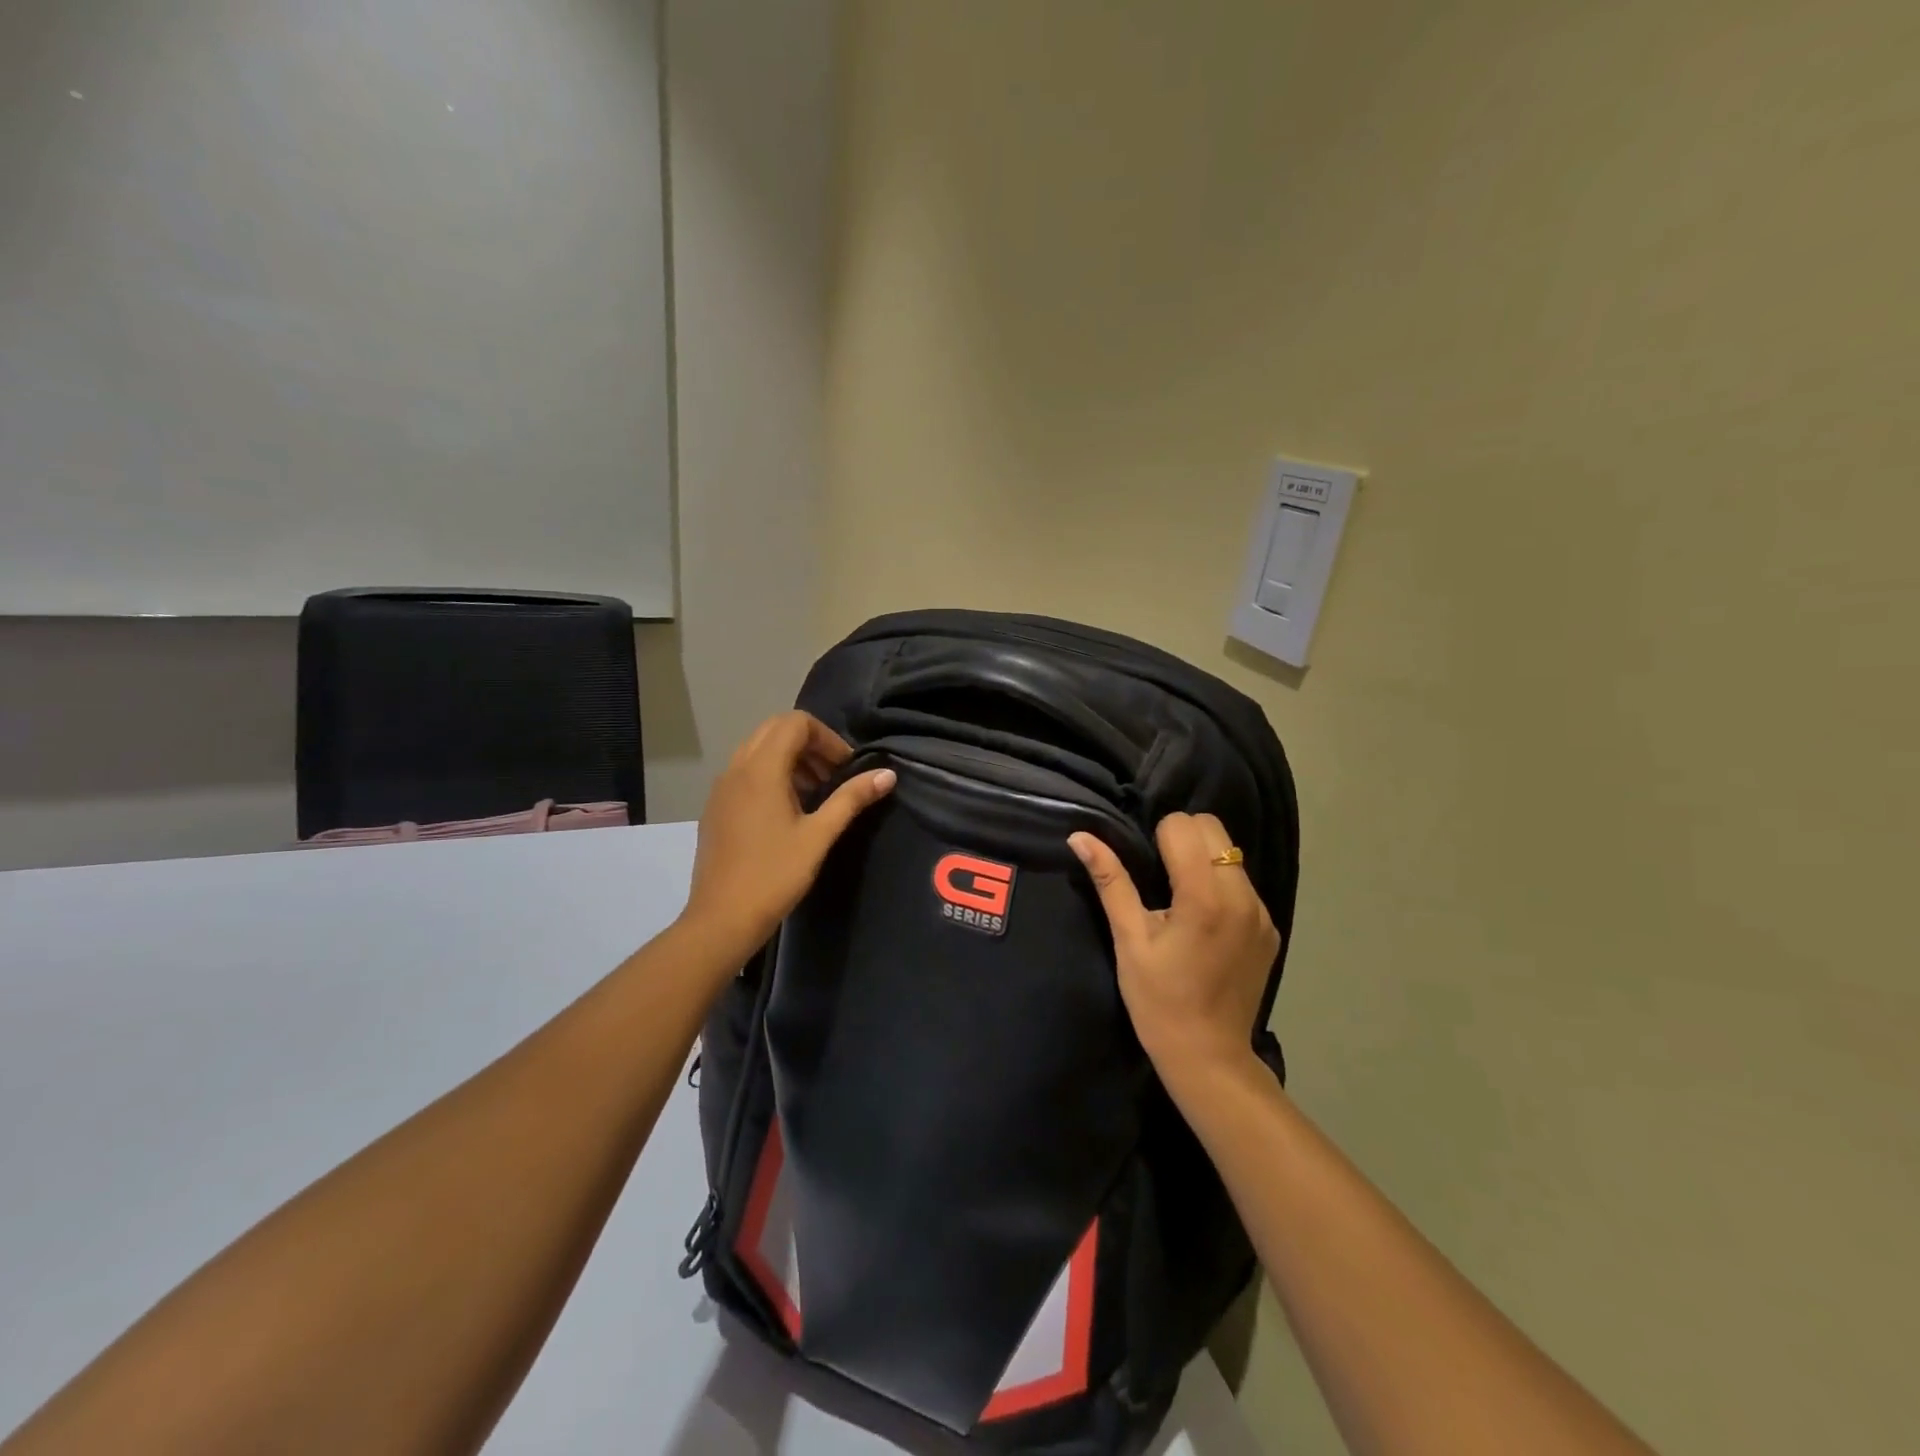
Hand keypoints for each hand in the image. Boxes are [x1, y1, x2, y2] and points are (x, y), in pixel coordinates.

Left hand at [680, 712, 895, 959]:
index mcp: (761, 770)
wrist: (721, 919)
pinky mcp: (715, 807)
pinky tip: (787, 810)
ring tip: (815, 793)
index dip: (827, 738)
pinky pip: (744, 771)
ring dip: (790, 758)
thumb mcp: (819, 835)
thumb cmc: (774, 876)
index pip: (795, 723)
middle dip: (809, 744)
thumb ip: (852, 798)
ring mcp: (721, 787)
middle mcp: (736, 769)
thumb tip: (887, 774)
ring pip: (757, 749)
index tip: (845, 768)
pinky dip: (770, 774)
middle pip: (775, 729)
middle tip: (833, 775)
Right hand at [1069, 813, 1278, 1079]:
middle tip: (1161, 877)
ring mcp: (1261, 912)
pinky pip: (1243, 882)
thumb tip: (1080, 837)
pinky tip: (1204, 922)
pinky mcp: (1270, 927)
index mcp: (1204, 896)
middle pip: (1213, 828)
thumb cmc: (1158, 1000)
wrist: (1208, 1056)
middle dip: (1183, 838)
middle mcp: (1241, 895)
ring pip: (1230, 852)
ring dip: (1203, 859)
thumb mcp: (1128, 940)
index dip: (1158, 837)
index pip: (1183, 825)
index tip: (1146, 869)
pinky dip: (1221, 884)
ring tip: (1182, 899)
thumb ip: (1110, 881)